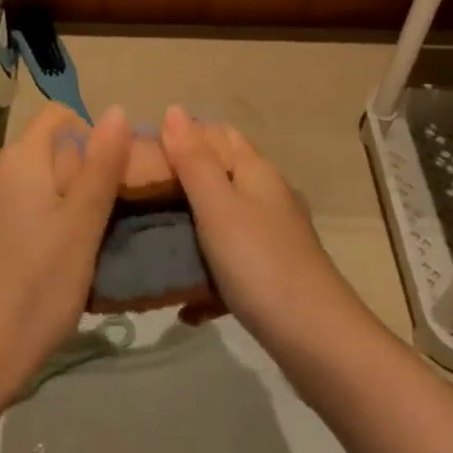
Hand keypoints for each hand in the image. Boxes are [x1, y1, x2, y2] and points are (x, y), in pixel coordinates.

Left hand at [0, 103, 130, 402]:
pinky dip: (26, 218)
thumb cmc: (38, 288)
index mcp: (17, 159)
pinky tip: (35, 263)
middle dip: (73, 173)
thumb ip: (102, 164)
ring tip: (68, 247)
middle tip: (93, 223)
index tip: (108, 180)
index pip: (58, 115)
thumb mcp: (83, 225)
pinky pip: (3, 206)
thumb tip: (116, 110)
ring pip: (23, 181)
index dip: (90, 136)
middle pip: (41, 148)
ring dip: (51, 198)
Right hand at [158, 106, 367, 356]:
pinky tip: (184, 304)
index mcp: (255, 172)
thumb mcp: (217, 207)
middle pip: (217, 177)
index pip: (217, 134)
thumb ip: (193, 159)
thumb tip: (174, 109)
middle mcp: (266, 197)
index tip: (138, 157)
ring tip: (150, 247)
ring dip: (188, 233)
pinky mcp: (271, 277)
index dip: (180, 137)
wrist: (318, 343)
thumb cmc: (260, 263)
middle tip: (135, 201)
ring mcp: (271, 239)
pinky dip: (206, 278)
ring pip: (220, 223)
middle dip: (178, 185)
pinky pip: (229, 267)